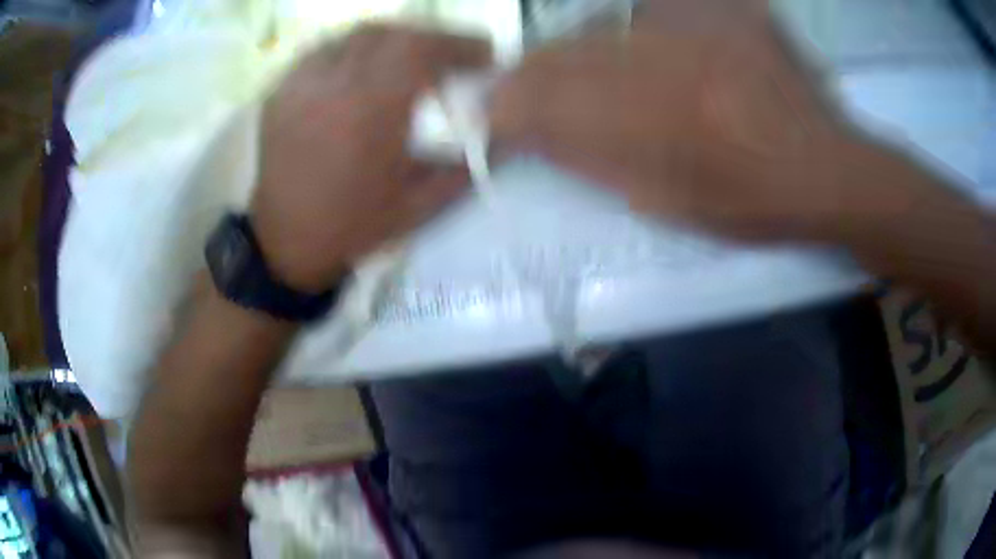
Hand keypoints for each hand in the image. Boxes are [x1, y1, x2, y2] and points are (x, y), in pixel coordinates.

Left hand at [252, 25, 489, 291]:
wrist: (286, 244)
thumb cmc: (353, 228)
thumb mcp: (419, 207)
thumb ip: (464, 166)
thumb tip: (498, 135)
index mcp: (370, 112)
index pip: (421, 48)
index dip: (458, 42)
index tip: (482, 54)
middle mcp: (333, 86)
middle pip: (391, 32)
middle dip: (429, 38)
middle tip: (448, 56)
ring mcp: (300, 85)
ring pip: (355, 35)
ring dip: (392, 39)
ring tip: (409, 58)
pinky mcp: (280, 91)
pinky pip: (325, 51)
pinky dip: (355, 50)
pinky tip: (366, 68)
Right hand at [491, 0, 879, 241]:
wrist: (824, 168)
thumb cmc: (751, 201)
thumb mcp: (665, 201)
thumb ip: (594, 160)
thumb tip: (531, 133)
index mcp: (659, 120)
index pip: (545, 98)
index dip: (505, 103)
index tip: (485, 112)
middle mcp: (674, 56)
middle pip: (568, 50)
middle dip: (536, 73)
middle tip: (526, 90)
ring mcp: (704, 22)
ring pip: (607, 23)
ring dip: (587, 50)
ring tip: (604, 78)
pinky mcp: (726, 6)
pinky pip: (656, 9)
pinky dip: (640, 29)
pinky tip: (659, 54)